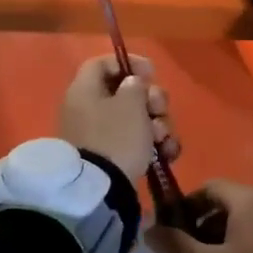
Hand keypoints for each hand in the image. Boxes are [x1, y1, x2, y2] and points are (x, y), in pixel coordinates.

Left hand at [58, 55, 177, 182]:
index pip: (102, 63)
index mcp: (84, 90)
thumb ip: (135, 86)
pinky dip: (153, 145)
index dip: (129, 62)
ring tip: (163, 140)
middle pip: (125, 92)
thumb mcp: (130, 104)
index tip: (151, 73)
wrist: (100, 190)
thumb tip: (132, 84)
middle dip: (151, 100)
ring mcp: (99, 135)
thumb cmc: (115, 137)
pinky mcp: (110, 157)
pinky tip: (167, 153)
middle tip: (159, 110)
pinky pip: (135, 141)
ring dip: (157, 125)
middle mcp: (88, 109)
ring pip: (136, 118)